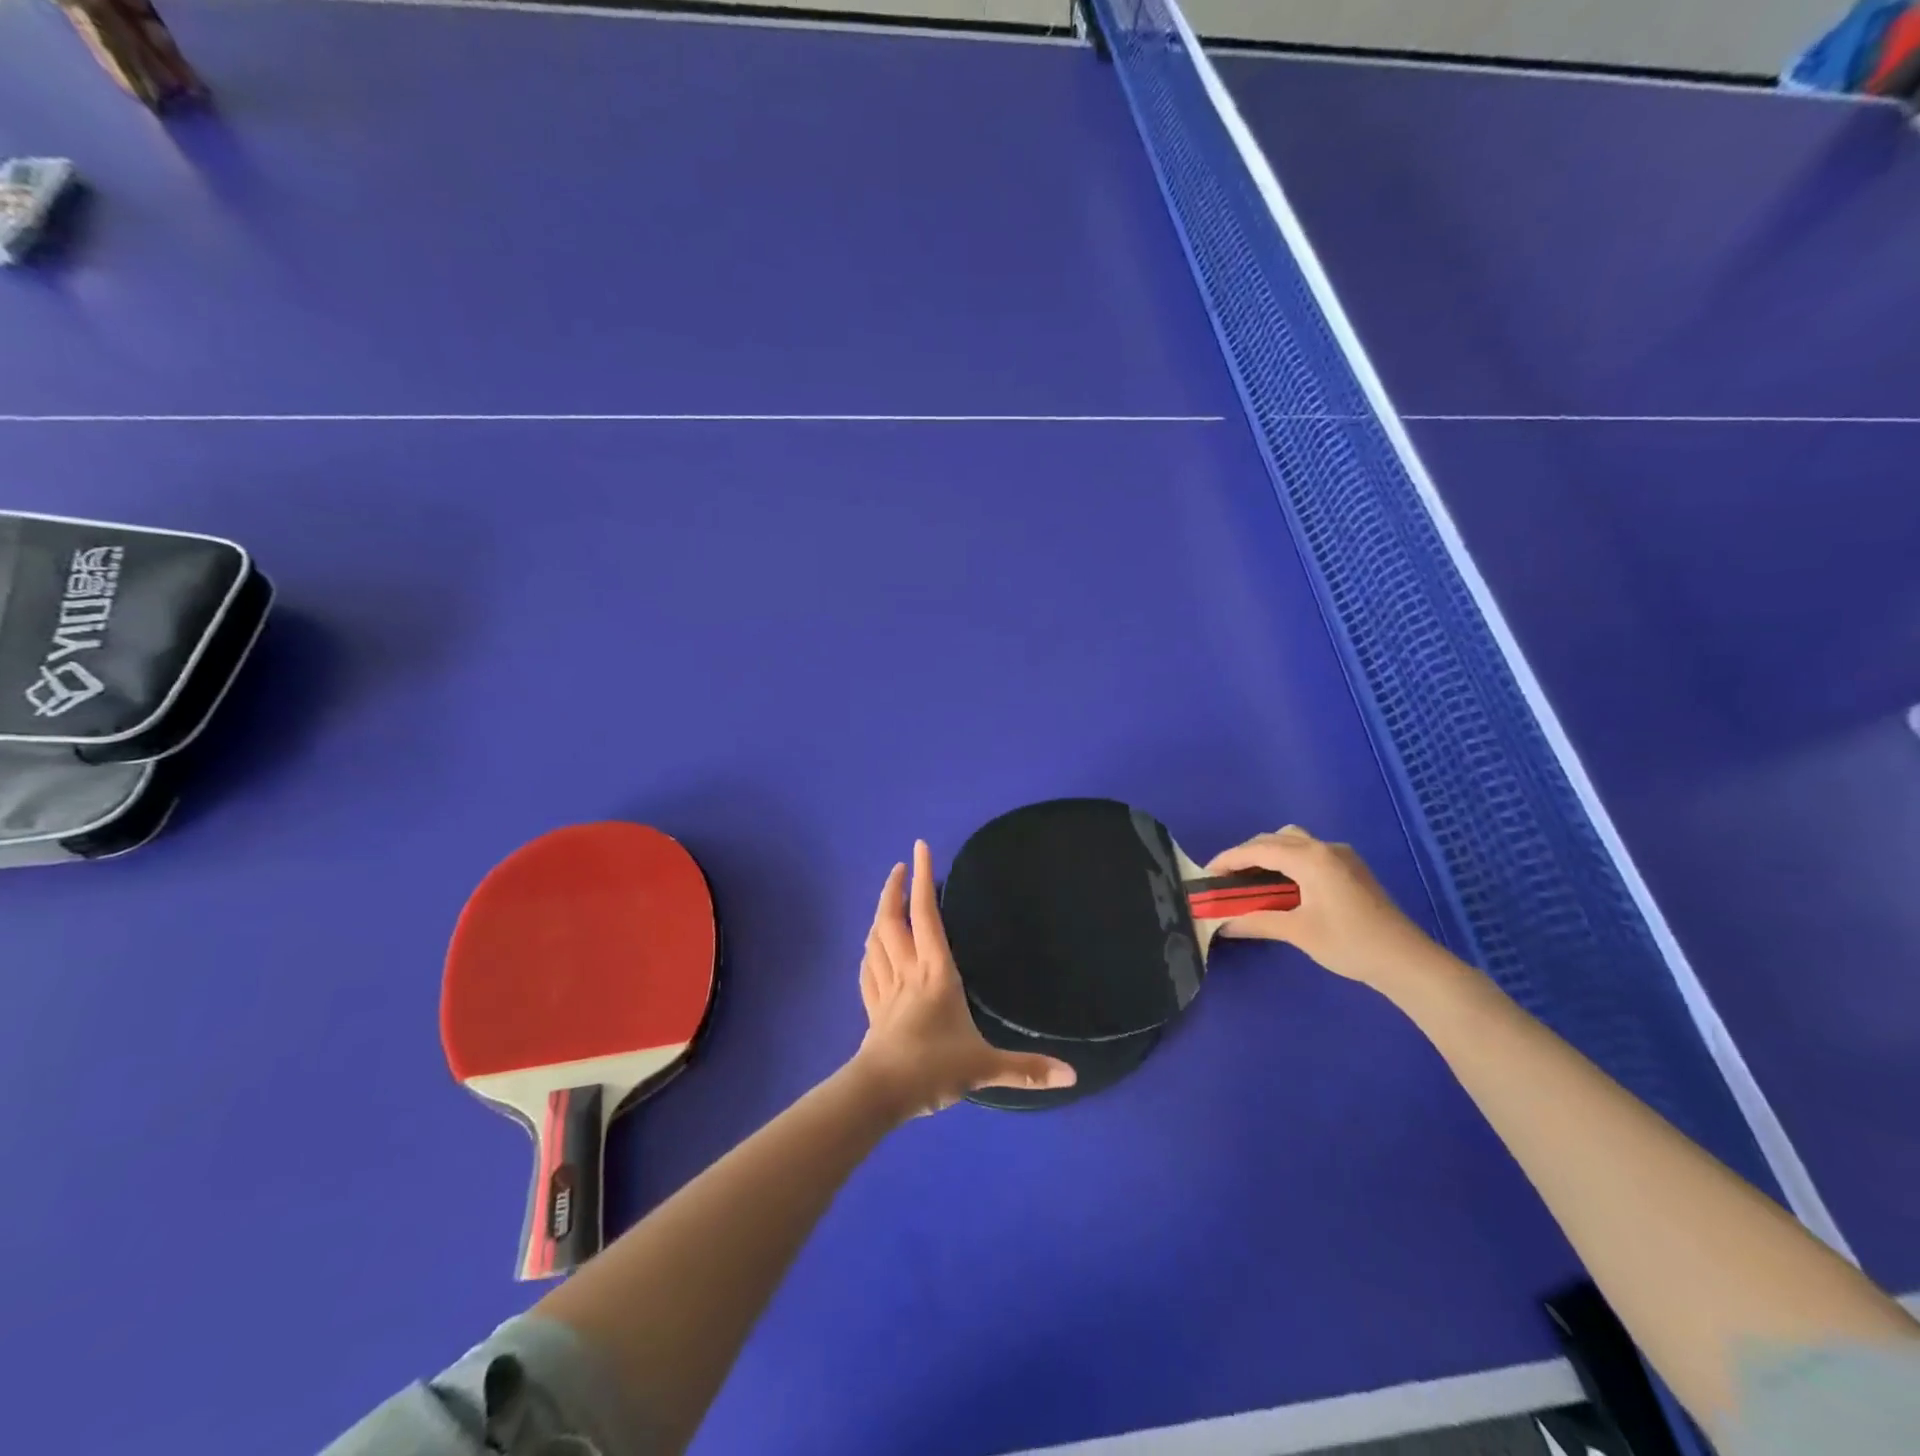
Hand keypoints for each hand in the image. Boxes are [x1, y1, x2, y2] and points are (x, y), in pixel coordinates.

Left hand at [853, 840, 1075, 1117]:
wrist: (879, 1093)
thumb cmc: (933, 1068)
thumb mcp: (984, 1066)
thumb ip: (1026, 1069)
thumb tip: (1073, 1074)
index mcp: (936, 973)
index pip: (927, 915)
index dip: (924, 879)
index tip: (919, 848)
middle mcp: (908, 972)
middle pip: (893, 920)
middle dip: (894, 889)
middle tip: (899, 868)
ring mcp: (886, 989)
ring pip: (876, 940)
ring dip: (880, 915)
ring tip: (888, 902)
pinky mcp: (873, 1009)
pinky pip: (868, 970)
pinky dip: (869, 951)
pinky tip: (870, 949)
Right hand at [1207, 825, 1441, 988]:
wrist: (1407, 961)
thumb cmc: (1350, 943)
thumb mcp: (1298, 932)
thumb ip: (1256, 921)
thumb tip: (1222, 923)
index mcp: (1310, 858)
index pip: (1258, 849)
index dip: (1228, 859)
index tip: (1206, 874)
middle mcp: (1325, 848)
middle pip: (1274, 839)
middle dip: (1246, 855)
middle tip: (1226, 879)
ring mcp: (1342, 856)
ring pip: (1294, 841)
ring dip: (1268, 854)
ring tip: (1251, 880)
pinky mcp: (1352, 868)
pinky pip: (1309, 852)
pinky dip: (1287, 860)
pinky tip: (1284, 884)